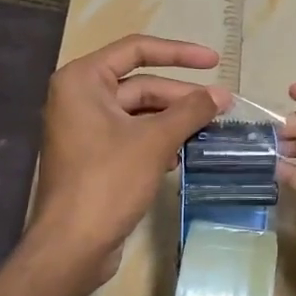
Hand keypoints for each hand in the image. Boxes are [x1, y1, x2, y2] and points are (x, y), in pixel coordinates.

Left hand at [32, 35, 228, 281]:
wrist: (72, 246)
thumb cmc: (108, 181)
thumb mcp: (155, 141)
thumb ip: (191, 112)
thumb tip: (223, 95)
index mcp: (82, 80)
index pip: (137, 50)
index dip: (179, 53)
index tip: (215, 61)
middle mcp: (79, 97)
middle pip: (141, 84)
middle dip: (182, 96)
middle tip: (222, 107)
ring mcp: (85, 128)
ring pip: (140, 113)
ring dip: (174, 121)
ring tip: (210, 131)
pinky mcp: (94, 156)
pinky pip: (133, 136)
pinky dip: (159, 140)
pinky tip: (183, 154)